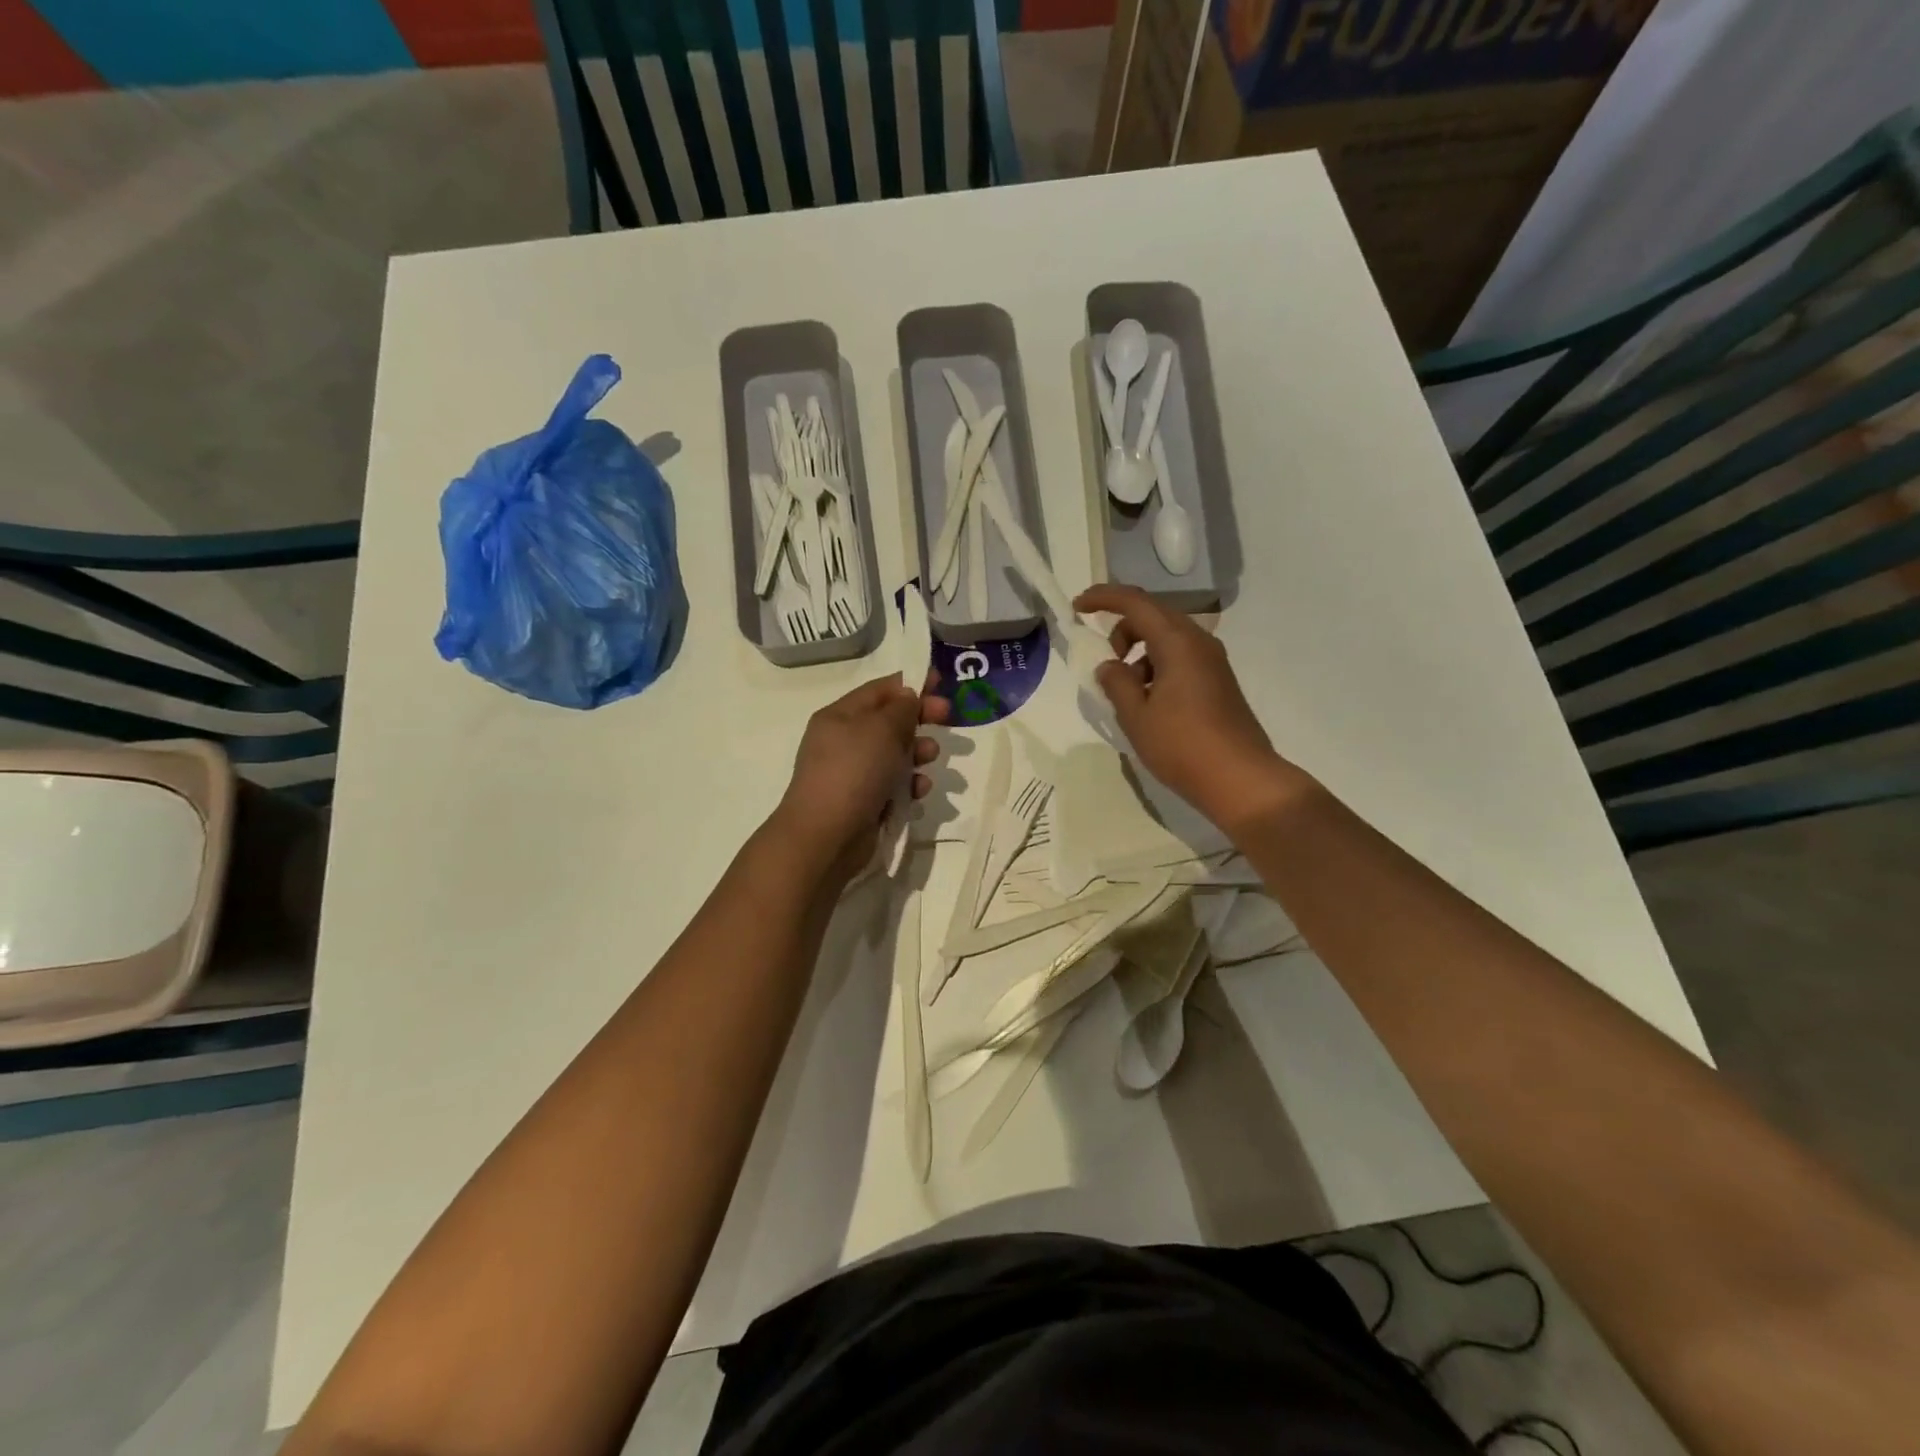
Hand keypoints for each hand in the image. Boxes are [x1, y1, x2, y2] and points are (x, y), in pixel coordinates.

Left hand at [772, 674, 948, 883]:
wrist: (826, 836)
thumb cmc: (853, 771)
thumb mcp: (881, 729)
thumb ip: (901, 708)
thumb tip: (908, 697)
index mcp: (840, 716)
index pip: (879, 690)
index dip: (911, 684)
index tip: (941, 683)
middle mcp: (845, 741)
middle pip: (890, 721)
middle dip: (919, 719)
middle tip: (948, 717)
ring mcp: (854, 773)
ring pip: (896, 754)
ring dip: (918, 753)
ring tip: (930, 758)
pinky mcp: (866, 801)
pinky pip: (894, 785)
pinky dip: (910, 784)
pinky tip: (919, 790)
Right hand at [1076, 584, 1304, 832]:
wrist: (1240, 779)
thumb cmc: (1182, 746)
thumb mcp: (1136, 716)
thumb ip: (1116, 683)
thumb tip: (1110, 666)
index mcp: (1177, 642)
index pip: (1135, 602)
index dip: (1103, 598)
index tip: (1077, 608)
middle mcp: (1198, 642)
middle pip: (1152, 616)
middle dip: (1122, 631)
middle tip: (1106, 664)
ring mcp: (1212, 661)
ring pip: (1166, 638)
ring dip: (1139, 653)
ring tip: (1128, 694)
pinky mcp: (1217, 681)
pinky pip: (1180, 658)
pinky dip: (1157, 667)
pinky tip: (1150, 703)